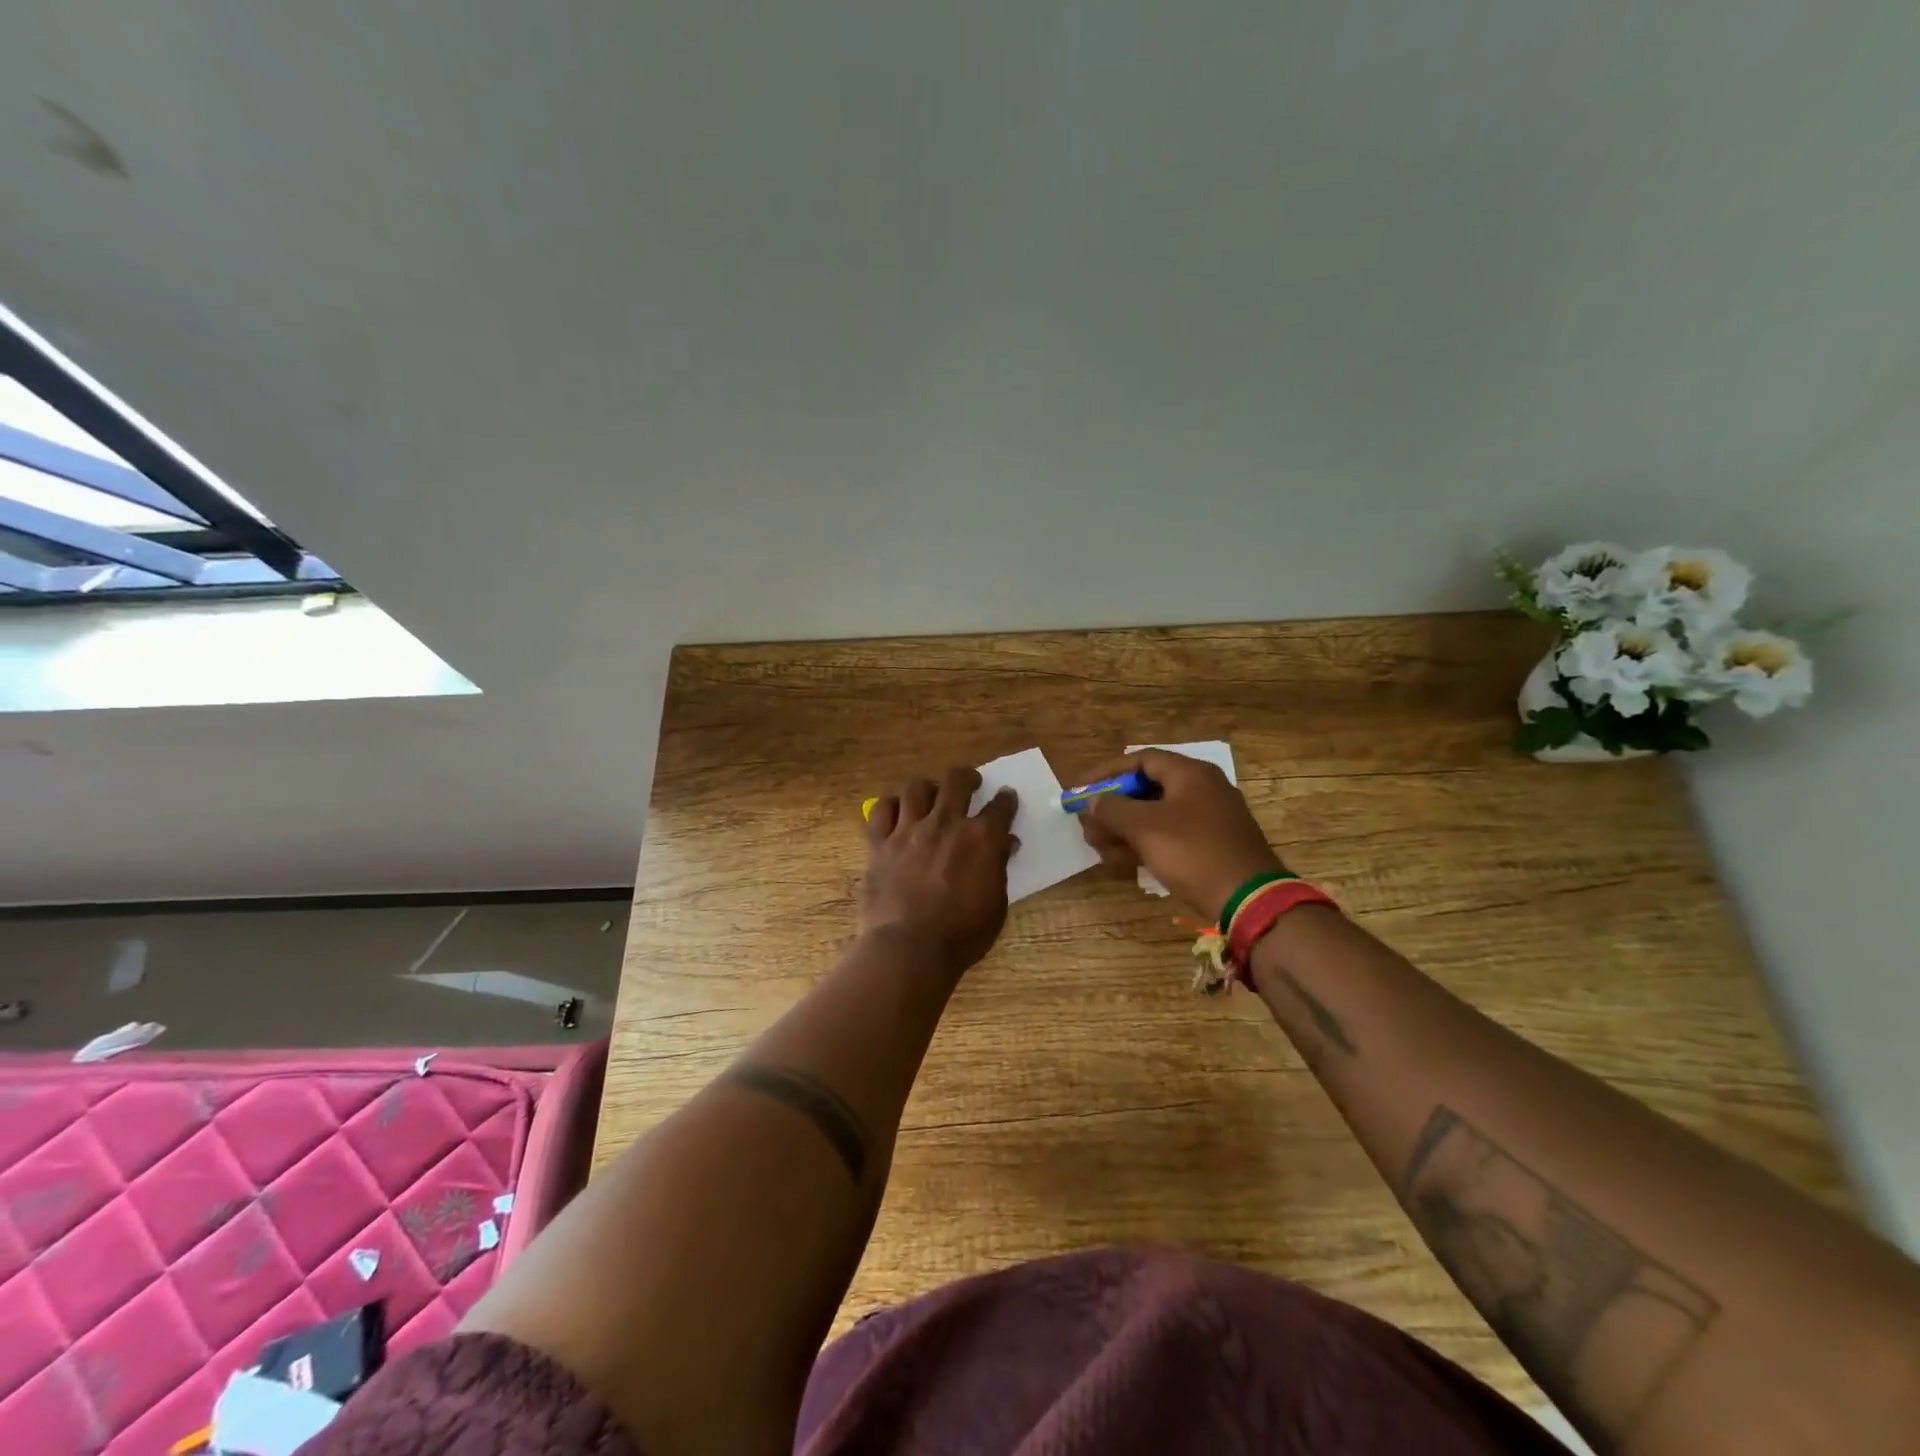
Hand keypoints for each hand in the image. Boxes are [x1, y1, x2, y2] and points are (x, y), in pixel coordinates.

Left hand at [861, 767, 1018, 973]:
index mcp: (981, 838)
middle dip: (967, 777)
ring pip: (916, 787)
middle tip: (970, 782)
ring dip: (928, 787)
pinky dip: (890, 806)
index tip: (1006, 798)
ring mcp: (909, 830)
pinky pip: (881, 810)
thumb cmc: (962, 934)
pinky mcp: (880, 843)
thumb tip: (1005, 843)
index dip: (1006, 800)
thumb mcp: (996, 905)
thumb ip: (999, 868)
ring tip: (931, 794)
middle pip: (957, 781)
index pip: (1001, 806)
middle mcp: (946, 823)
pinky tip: (896, 811)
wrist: (909, 948)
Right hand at [1077, 748, 1283, 920]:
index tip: (1080, 790)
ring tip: (1096, 845)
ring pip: (1154, 814)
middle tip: (1085, 823)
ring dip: (1122, 828)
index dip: (1106, 773)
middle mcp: (1200, 788)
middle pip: (1145, 788)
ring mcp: (1207, 818)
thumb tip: (1092, 801)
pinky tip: (1119, 859)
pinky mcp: (1208, 845)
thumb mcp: (1145, 828)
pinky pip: (1167, 835)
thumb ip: (1112, 809)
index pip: (1140, 760)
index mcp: (1190, 773)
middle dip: (1111, 806)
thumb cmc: (1194, 852)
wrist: (1249, 899)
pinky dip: (1142, 842)